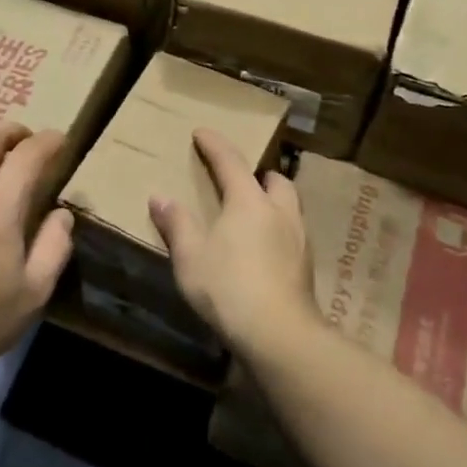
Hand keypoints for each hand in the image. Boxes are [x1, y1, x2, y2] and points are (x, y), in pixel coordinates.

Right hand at [148, 128, 315, 352]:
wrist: (279, 334)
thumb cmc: (228, 287)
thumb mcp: (190, 256)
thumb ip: (177, 224)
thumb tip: (160, 197)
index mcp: (248, 201)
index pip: (230, 161)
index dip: (214, 144)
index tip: (202, 132)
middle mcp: (279, 211)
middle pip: (275, 180)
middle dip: (258, 175)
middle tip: (240, 181)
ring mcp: (299, 239)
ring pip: (290, 206)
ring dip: (274, 201)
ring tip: (255, 214)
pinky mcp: (306, 266)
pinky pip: (294, 233)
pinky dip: (279, 230)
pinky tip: (266, 249)